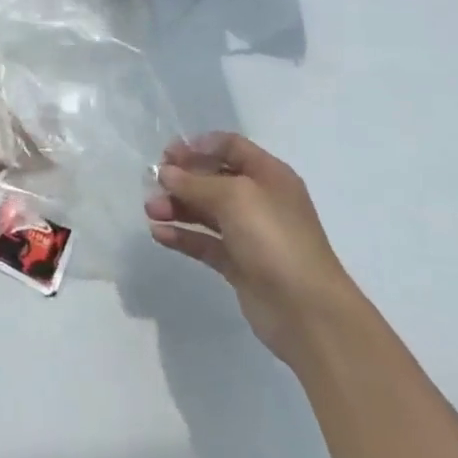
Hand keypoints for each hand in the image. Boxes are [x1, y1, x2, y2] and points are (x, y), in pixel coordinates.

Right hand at [145, 133, 361, 364]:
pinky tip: (158, 234)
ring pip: (206, 212)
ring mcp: (249, 234)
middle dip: (182, 178)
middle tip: (153, 182)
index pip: (230, 147)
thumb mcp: (234, 197)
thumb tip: (166, 172)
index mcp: (268, 175)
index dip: (198, 146)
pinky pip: (205, 242)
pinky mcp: (239, 264)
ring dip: (177, 207)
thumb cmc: (273, 238)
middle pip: (214, 178)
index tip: (168, 153)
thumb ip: (196, 182)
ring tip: (151, 210)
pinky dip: (182, 236)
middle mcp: (259, 200)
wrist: (307, 310)